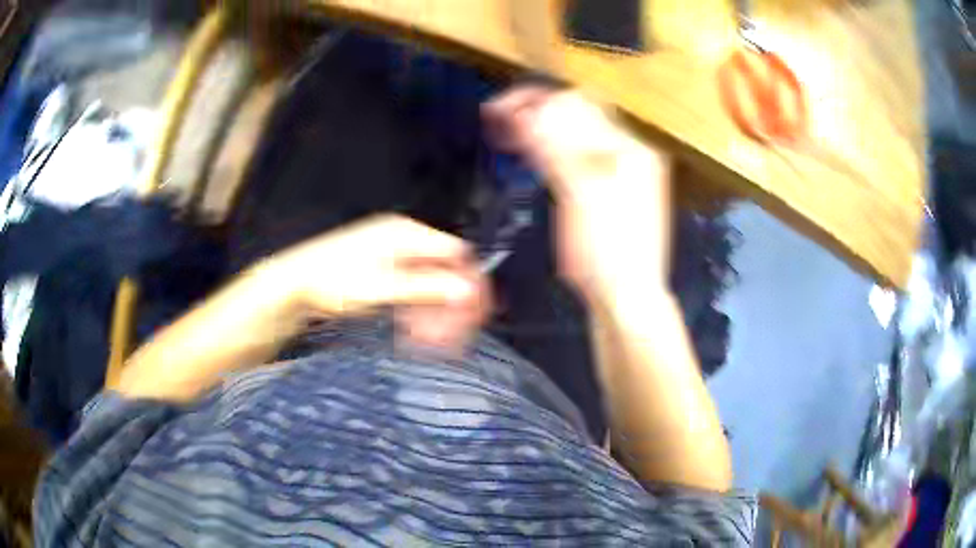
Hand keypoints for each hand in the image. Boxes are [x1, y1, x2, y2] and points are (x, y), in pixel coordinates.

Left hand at [264, 214, 490, 348]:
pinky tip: (414, 331)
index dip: (470, 282)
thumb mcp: (382, 287)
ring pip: (427, 282)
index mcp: (406, 234)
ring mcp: (390, 254)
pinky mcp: (381, 270)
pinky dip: (416, 309)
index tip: (478, 314)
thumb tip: (468, 290)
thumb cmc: (334, 281)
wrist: (292, 284)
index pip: (455, 253)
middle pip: (442, 269)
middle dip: (451, 303)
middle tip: (455, 336)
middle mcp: (402, 239)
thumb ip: (427, 288)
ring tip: (432, 341)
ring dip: (433, 311)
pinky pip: (410, 288)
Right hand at [483, 87, 672, 305]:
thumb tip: (529, 111)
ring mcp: (621, 173)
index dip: (536, 101)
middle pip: (578, 116)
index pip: (578, 105)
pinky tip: (533, 154)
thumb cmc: (609, 255)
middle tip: (498, 118)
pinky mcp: (610, 191)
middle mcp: (629, 154)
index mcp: (629, 149)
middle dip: (537, 111)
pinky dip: (551, 150)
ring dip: (541, 128)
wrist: (627, 300)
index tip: (500, 109)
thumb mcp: (582, 198)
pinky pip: (577, 158)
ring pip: (576, 136)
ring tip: (508, 132)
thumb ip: (557, 149)